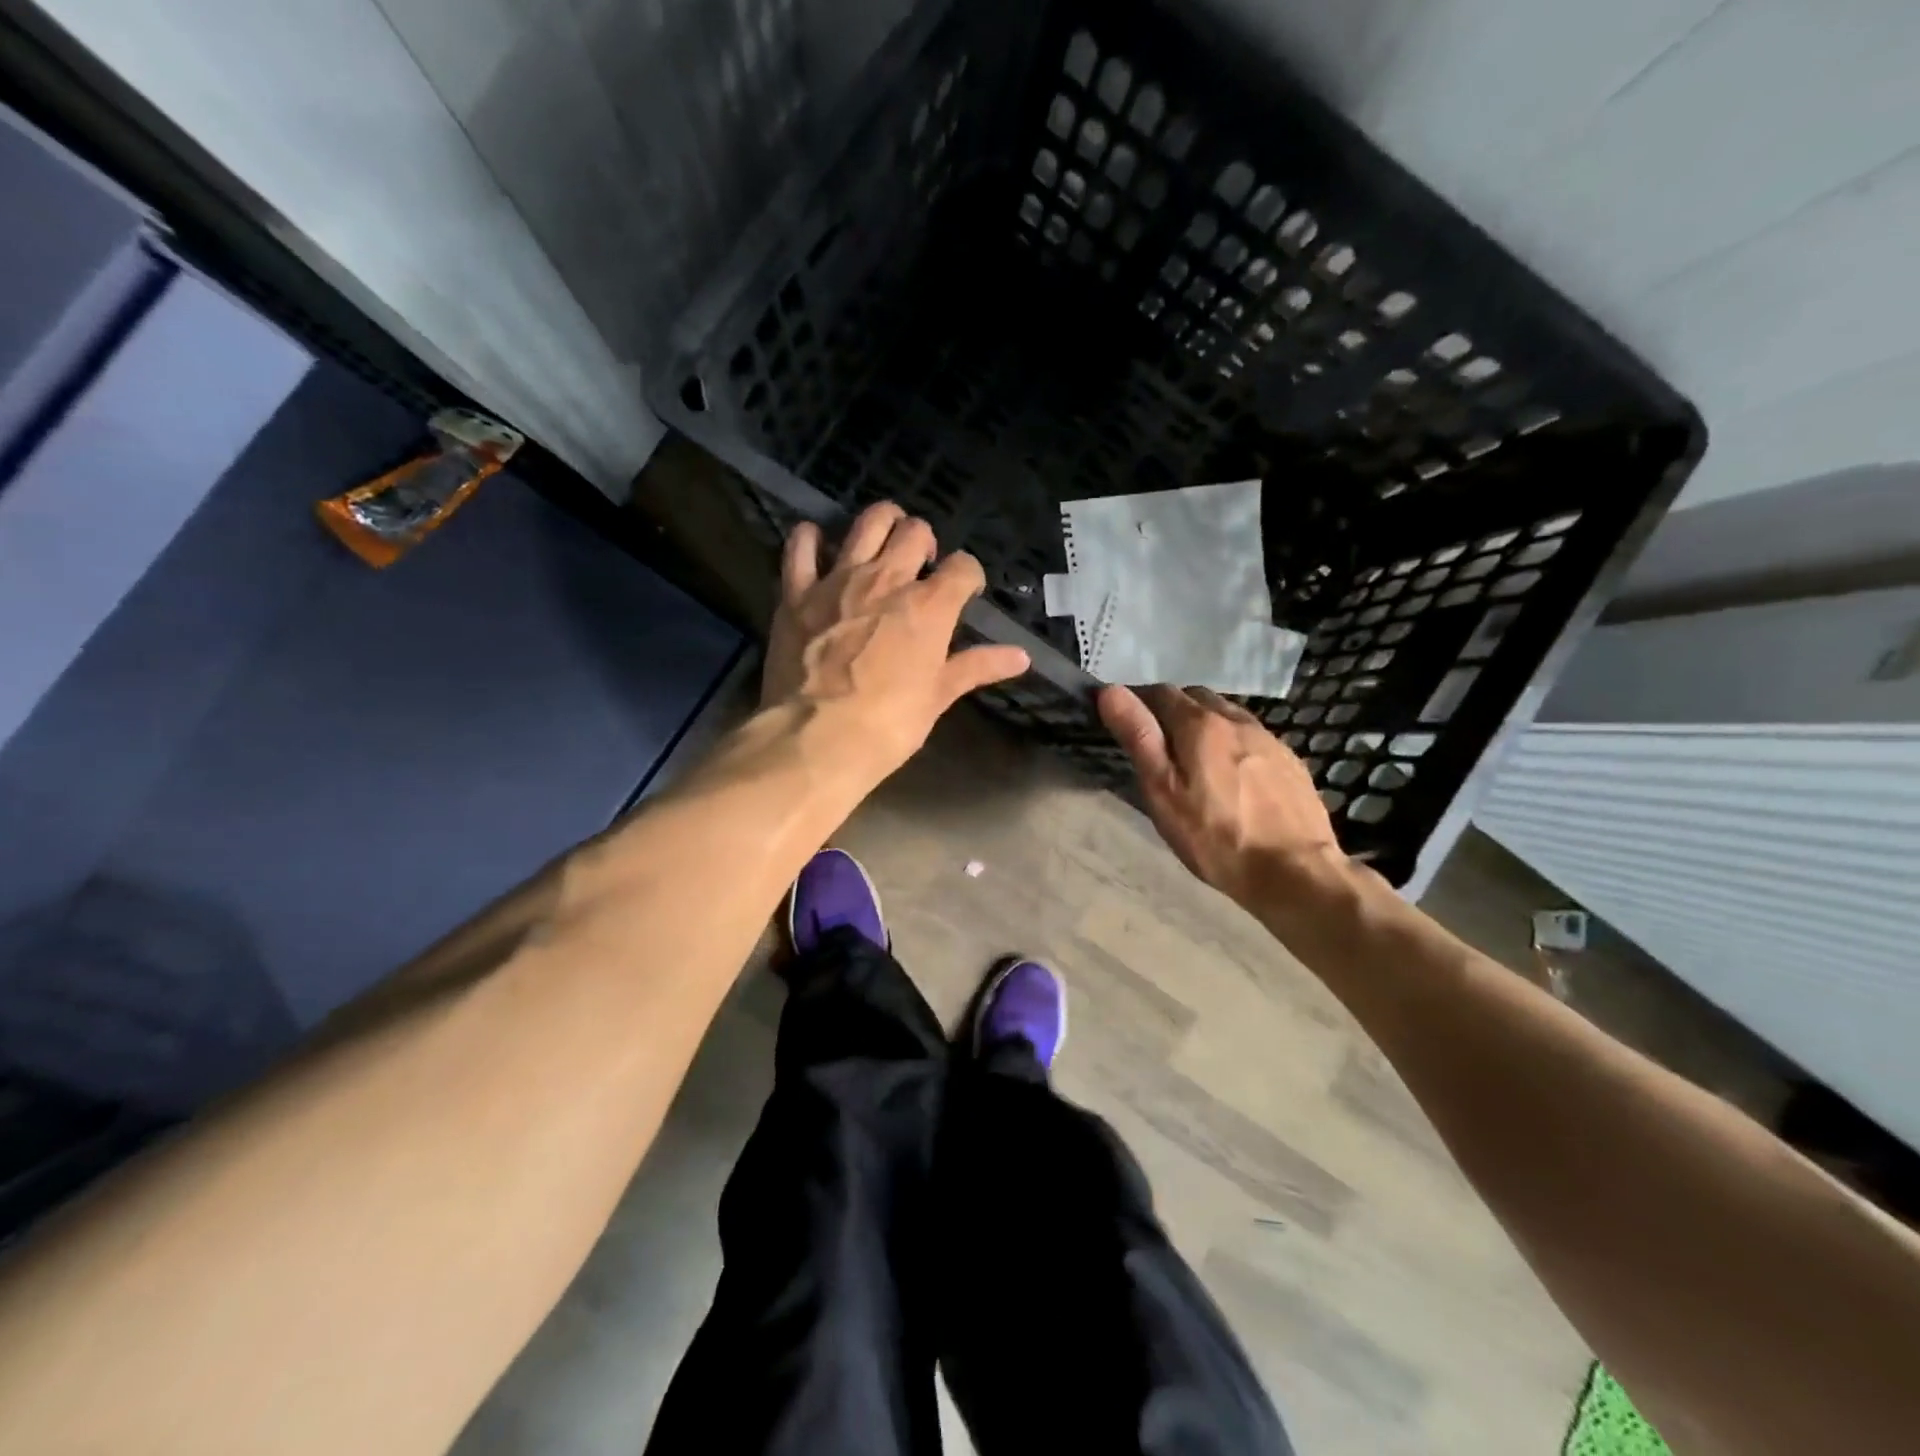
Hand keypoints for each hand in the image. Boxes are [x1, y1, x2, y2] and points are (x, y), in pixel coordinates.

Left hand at [763, 502, 1029, 782]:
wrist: (817, 738)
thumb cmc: (888, 724)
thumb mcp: (938, 696)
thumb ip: (977, 667)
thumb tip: (1022, 656)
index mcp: (929, 606)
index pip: (964, 566)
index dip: (968, 575)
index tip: (964, 591)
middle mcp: (888, 579)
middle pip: (916, 531)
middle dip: (925, 542)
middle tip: (921, 565)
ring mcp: (839, 580)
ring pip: (868, 522)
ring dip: (882, 523)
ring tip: (884, 542)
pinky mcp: (797, 591)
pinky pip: (802, 545)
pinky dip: (812, 539)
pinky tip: (819, 546)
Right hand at [1098, 684, 1346, 907]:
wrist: (1295, 872)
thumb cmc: (1215, 836)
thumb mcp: (1163, 791)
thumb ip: (1139, 737)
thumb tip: (1110, 691)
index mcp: (1200, 724)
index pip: (1160, 692)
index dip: (1138, 700)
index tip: (1126, 721)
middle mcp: (1236, 719)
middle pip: (1196, 698)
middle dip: (1172, 710)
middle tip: (1157, 744)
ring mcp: (1269, 739)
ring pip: (1227, 715)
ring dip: (1205, 724)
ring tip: (1193, 758)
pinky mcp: (1290, 761)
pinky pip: (1251, 738)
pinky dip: (1232, 743)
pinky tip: (1232, 776)